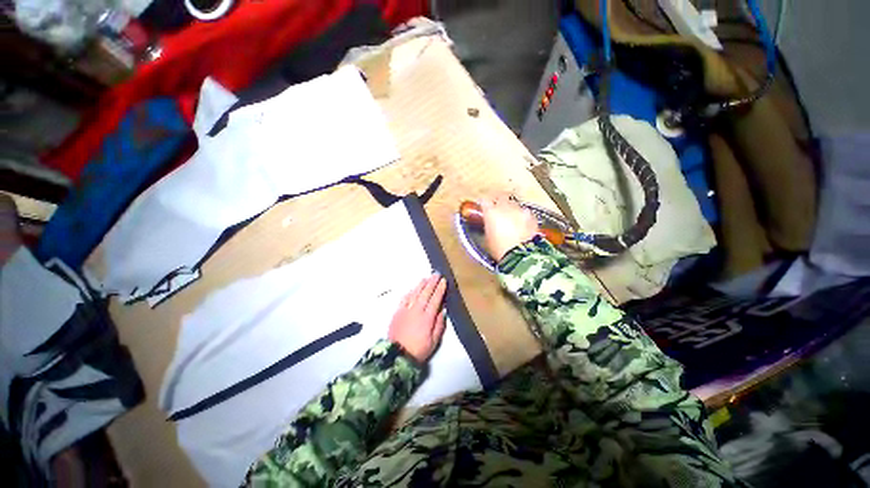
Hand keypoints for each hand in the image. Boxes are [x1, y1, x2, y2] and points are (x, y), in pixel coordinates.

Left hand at [388, 273, 447, 362]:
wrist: (397, 356)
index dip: (440, 289)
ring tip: (426, 278)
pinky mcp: (397, 312)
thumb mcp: (434, 341)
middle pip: (425, 293)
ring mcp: (406, 310)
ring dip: (421, 285)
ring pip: (415, 294)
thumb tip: (442, 310)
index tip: (443, 281)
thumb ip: (439, 325)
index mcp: (427, 318)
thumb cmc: (419, 350)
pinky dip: (409, 292)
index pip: (435, 300)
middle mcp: (416, 311)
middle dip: (432, 283)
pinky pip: (404, 299)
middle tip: (436, 274)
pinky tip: (413, 288)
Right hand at [481, 195, 538, 261]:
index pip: (484, 201)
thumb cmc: (499, 250)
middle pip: (501, 196)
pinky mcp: (532, 217)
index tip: (484, 207)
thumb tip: (490, 225)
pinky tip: (523, 225)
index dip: (484, 204)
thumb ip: (488, 227)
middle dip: (499, 200)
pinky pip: (525, 213)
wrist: (521, 256)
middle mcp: (505, 207)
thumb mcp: (487, 239)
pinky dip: (523, 216)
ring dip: (512, 209)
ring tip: (512, 219)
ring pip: (515, 204)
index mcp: (491, 213)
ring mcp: (520, 210)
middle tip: (498, 209)